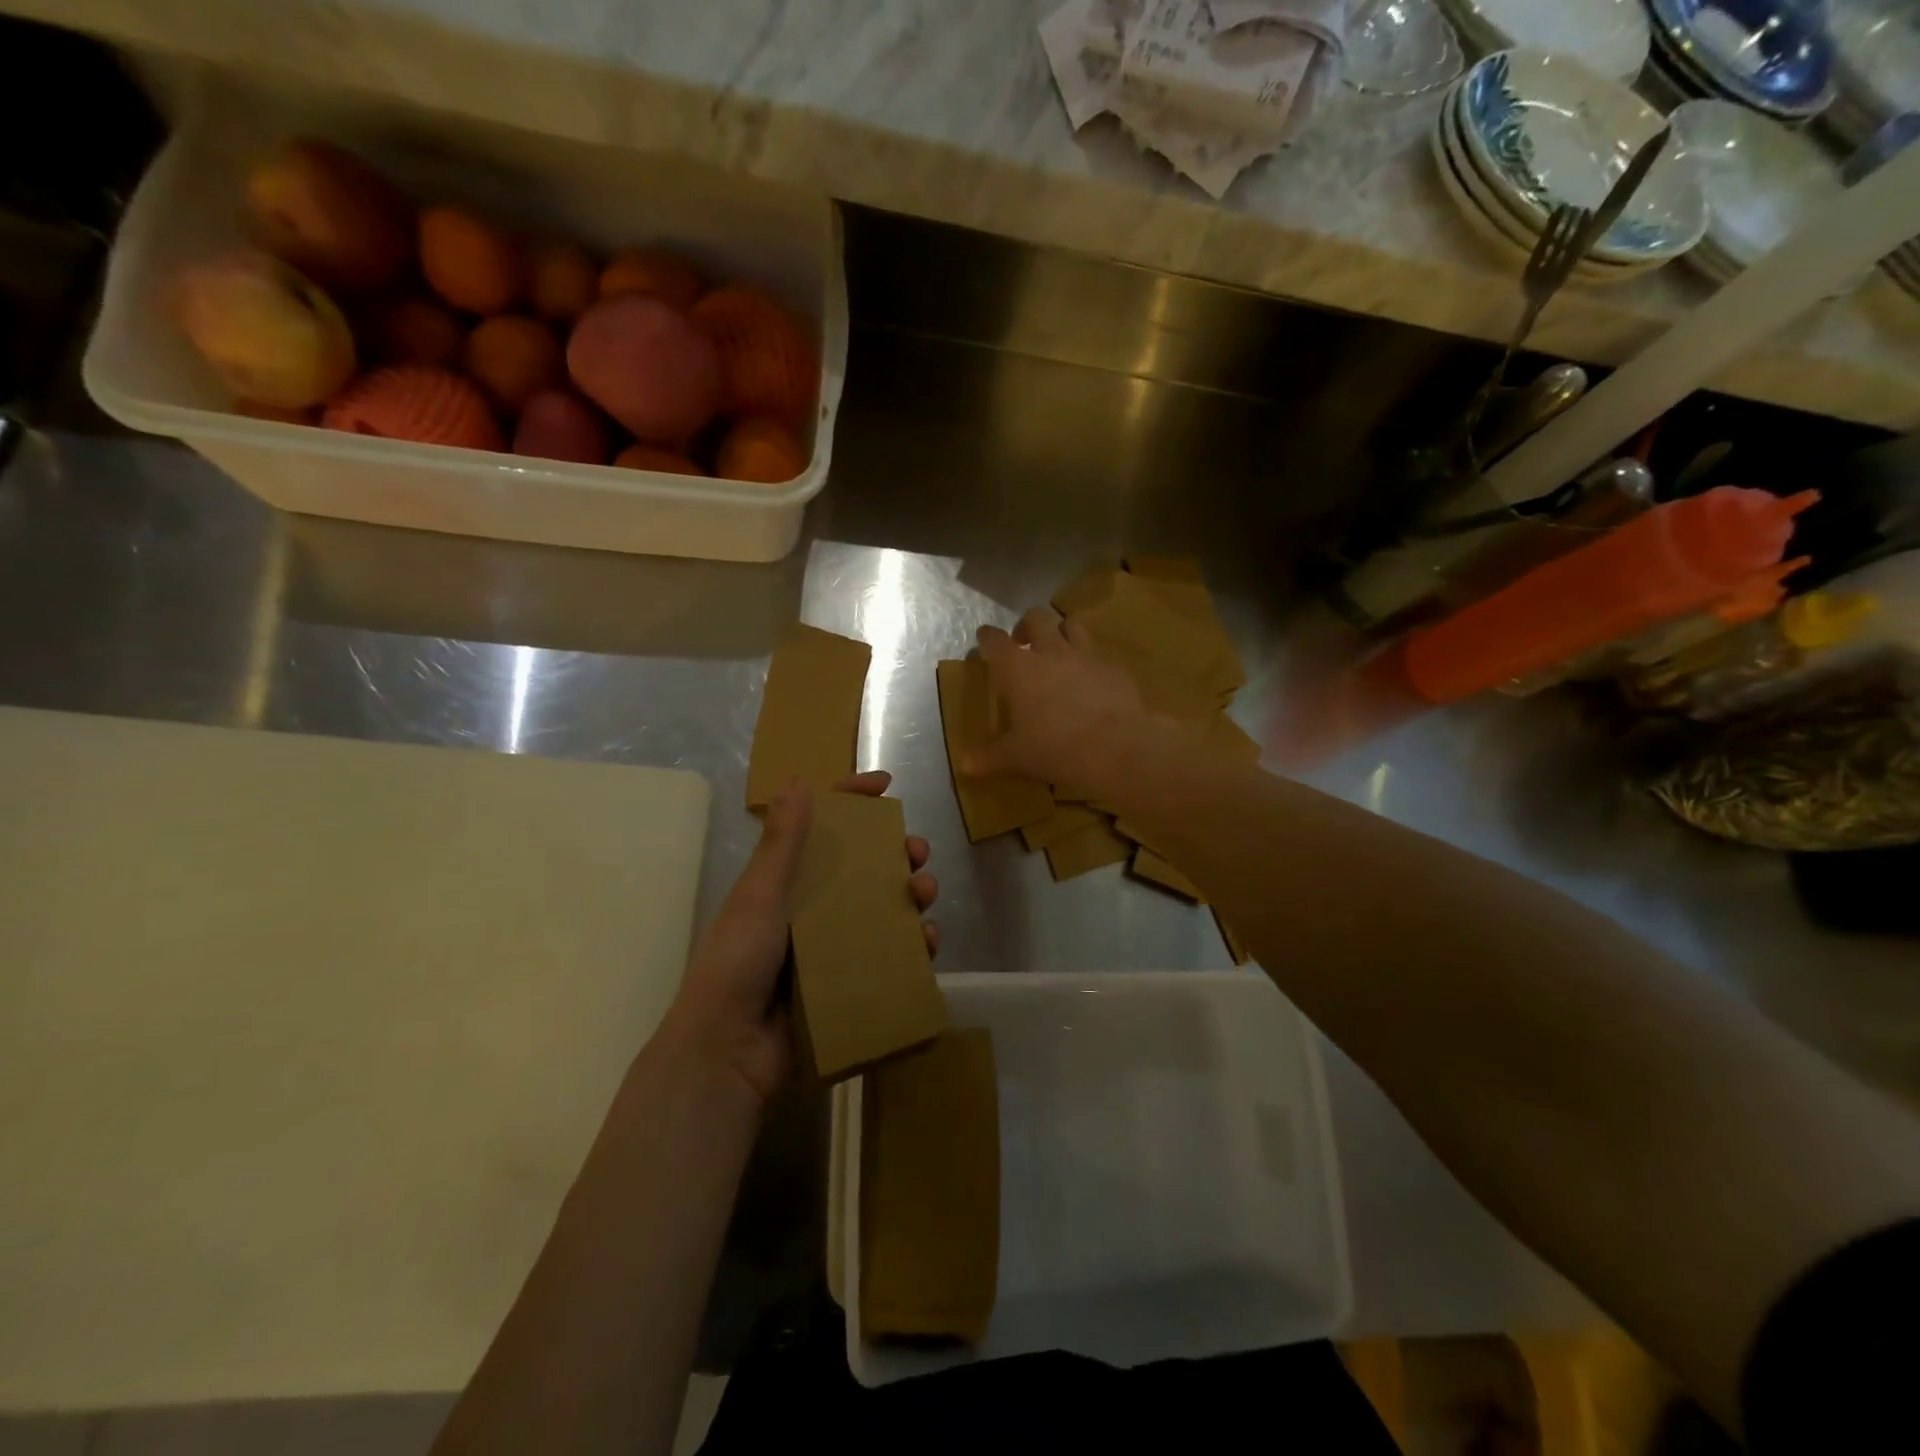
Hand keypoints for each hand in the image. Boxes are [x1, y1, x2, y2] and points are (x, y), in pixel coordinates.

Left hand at [668, 770, 937, 1106]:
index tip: (886, 785)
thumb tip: (798, 778)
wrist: (729, 1051)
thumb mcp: (760, 896)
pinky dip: (913, 944)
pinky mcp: (849, 982)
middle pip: (864, 866)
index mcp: (786, 881)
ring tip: (925, 895)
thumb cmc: (738, 962)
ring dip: (911, 894)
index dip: (852, 801)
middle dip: (896, 852)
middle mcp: (812, 907)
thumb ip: (782, 841)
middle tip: (917, 853)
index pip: (821, 828)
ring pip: (884, 907)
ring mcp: (833, 946)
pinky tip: (927, 943)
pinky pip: (890, 954)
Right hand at [967, 608, 1148, 786]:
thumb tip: (964, 765)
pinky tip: (1090, 678)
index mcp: (1018, 669)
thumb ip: (989, 757)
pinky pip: (1098, 651)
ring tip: (1058, 651)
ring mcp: (1086, 654)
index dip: (986, 638)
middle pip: (1036, 617)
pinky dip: (1089, 658)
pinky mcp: (1113, 666)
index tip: (984, 642)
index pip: (994, 640)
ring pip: (1071, 623)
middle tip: (1023, 644)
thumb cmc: (1056, 749)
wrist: (1118, 748)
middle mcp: (1050, 651)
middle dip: (1026, 625)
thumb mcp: (1016, 757)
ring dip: (1060, 631)